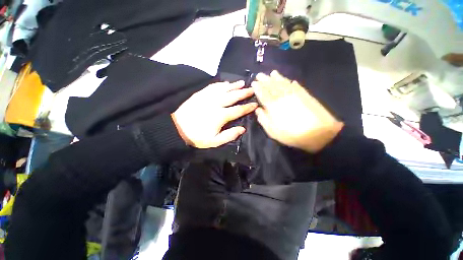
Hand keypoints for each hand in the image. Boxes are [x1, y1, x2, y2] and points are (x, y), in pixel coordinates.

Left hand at [172, 81, 257, 148]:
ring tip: (242, 82)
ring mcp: (207, 97)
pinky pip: (212, 86)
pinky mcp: (200, 94)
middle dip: (244, 92)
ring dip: (234, 85)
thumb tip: (242, 129)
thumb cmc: (197, 137)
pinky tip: (225, 83)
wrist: (177, 129)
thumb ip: (230, 135)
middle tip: (252, 89)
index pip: (238, 110)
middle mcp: (216, 103)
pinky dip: (220, 84)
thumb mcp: (215, 141)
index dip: (247, 107)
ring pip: (224, 89)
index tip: (255, 103)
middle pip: (233, 96)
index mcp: (220, 116)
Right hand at [252, 71, 343, 152]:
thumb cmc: (291, 134)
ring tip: (272, 73)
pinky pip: (295, 85)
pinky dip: (291, 82)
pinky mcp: (304, 94)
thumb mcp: (272, 131)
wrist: (318, 133)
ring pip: (283, 83)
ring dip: (276, 77)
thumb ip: (263, 119)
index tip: (254, 82)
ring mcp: (294, 93)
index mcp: (272, 105)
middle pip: (271, 85)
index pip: (262, 93)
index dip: (257, 87)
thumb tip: (258, 109)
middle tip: (259, 74)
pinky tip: (289, 80)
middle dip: (264, 79)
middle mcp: (282, 96)